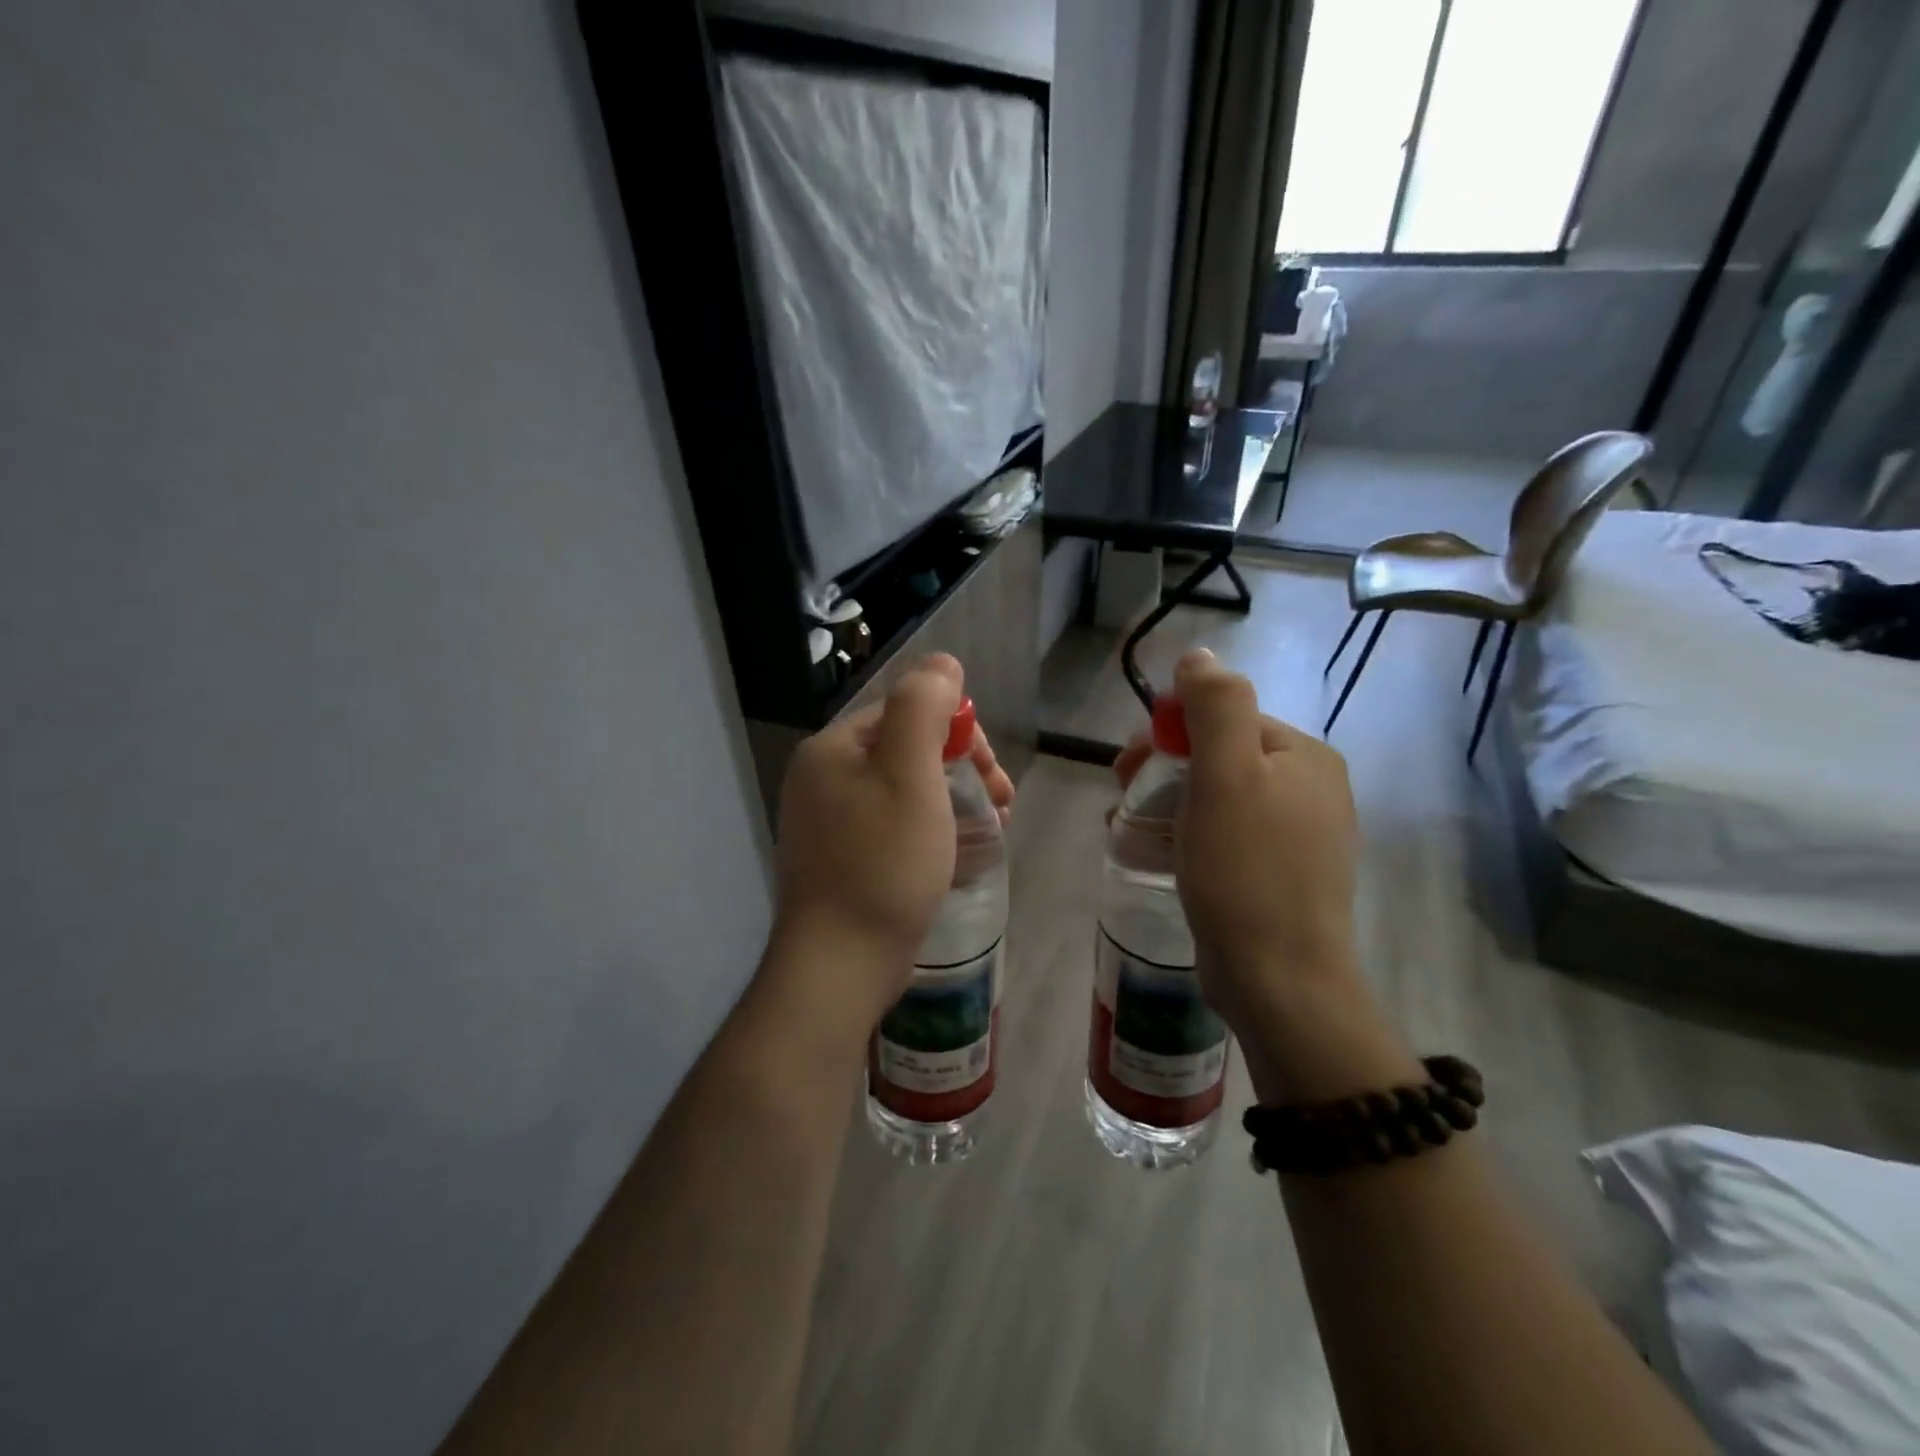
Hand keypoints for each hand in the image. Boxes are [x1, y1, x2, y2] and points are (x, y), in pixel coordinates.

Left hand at [772, 654, 1013, 1026]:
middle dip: (961, 769)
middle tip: (1003, 803)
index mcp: (833, 750)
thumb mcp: (910, 773)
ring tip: (992, 831)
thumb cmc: (883, 863)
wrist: (839, 965)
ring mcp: (827, 824)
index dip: (958, 734)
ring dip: (953, 801)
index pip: (906, 713)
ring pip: (904, 792)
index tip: (993, 773)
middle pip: (906, 752)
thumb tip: (941, 662)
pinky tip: (958, 855)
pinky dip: (930, 832)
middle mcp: (822, 779)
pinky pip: (893, 828)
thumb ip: (924, 707)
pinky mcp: (840, 861)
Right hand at [1117, 650, 1409, 1101]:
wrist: (1279, 981)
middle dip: (1163, 771)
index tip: (1125, 768)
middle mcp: (1310, 789)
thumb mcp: (1227, 776)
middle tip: (1121, 801)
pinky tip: (1159, 856)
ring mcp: (1299, 836)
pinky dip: (1188, 836)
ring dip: (1167, 805)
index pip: (1224, 719)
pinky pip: (1226, 836)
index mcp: (1305, 757)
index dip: (1168, 735)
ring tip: (1128, 832)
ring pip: (1217, 798)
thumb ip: (1216, 706)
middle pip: (1220, 757)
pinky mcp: (1279, 876)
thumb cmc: (1246, 872)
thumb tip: (1198, 655)